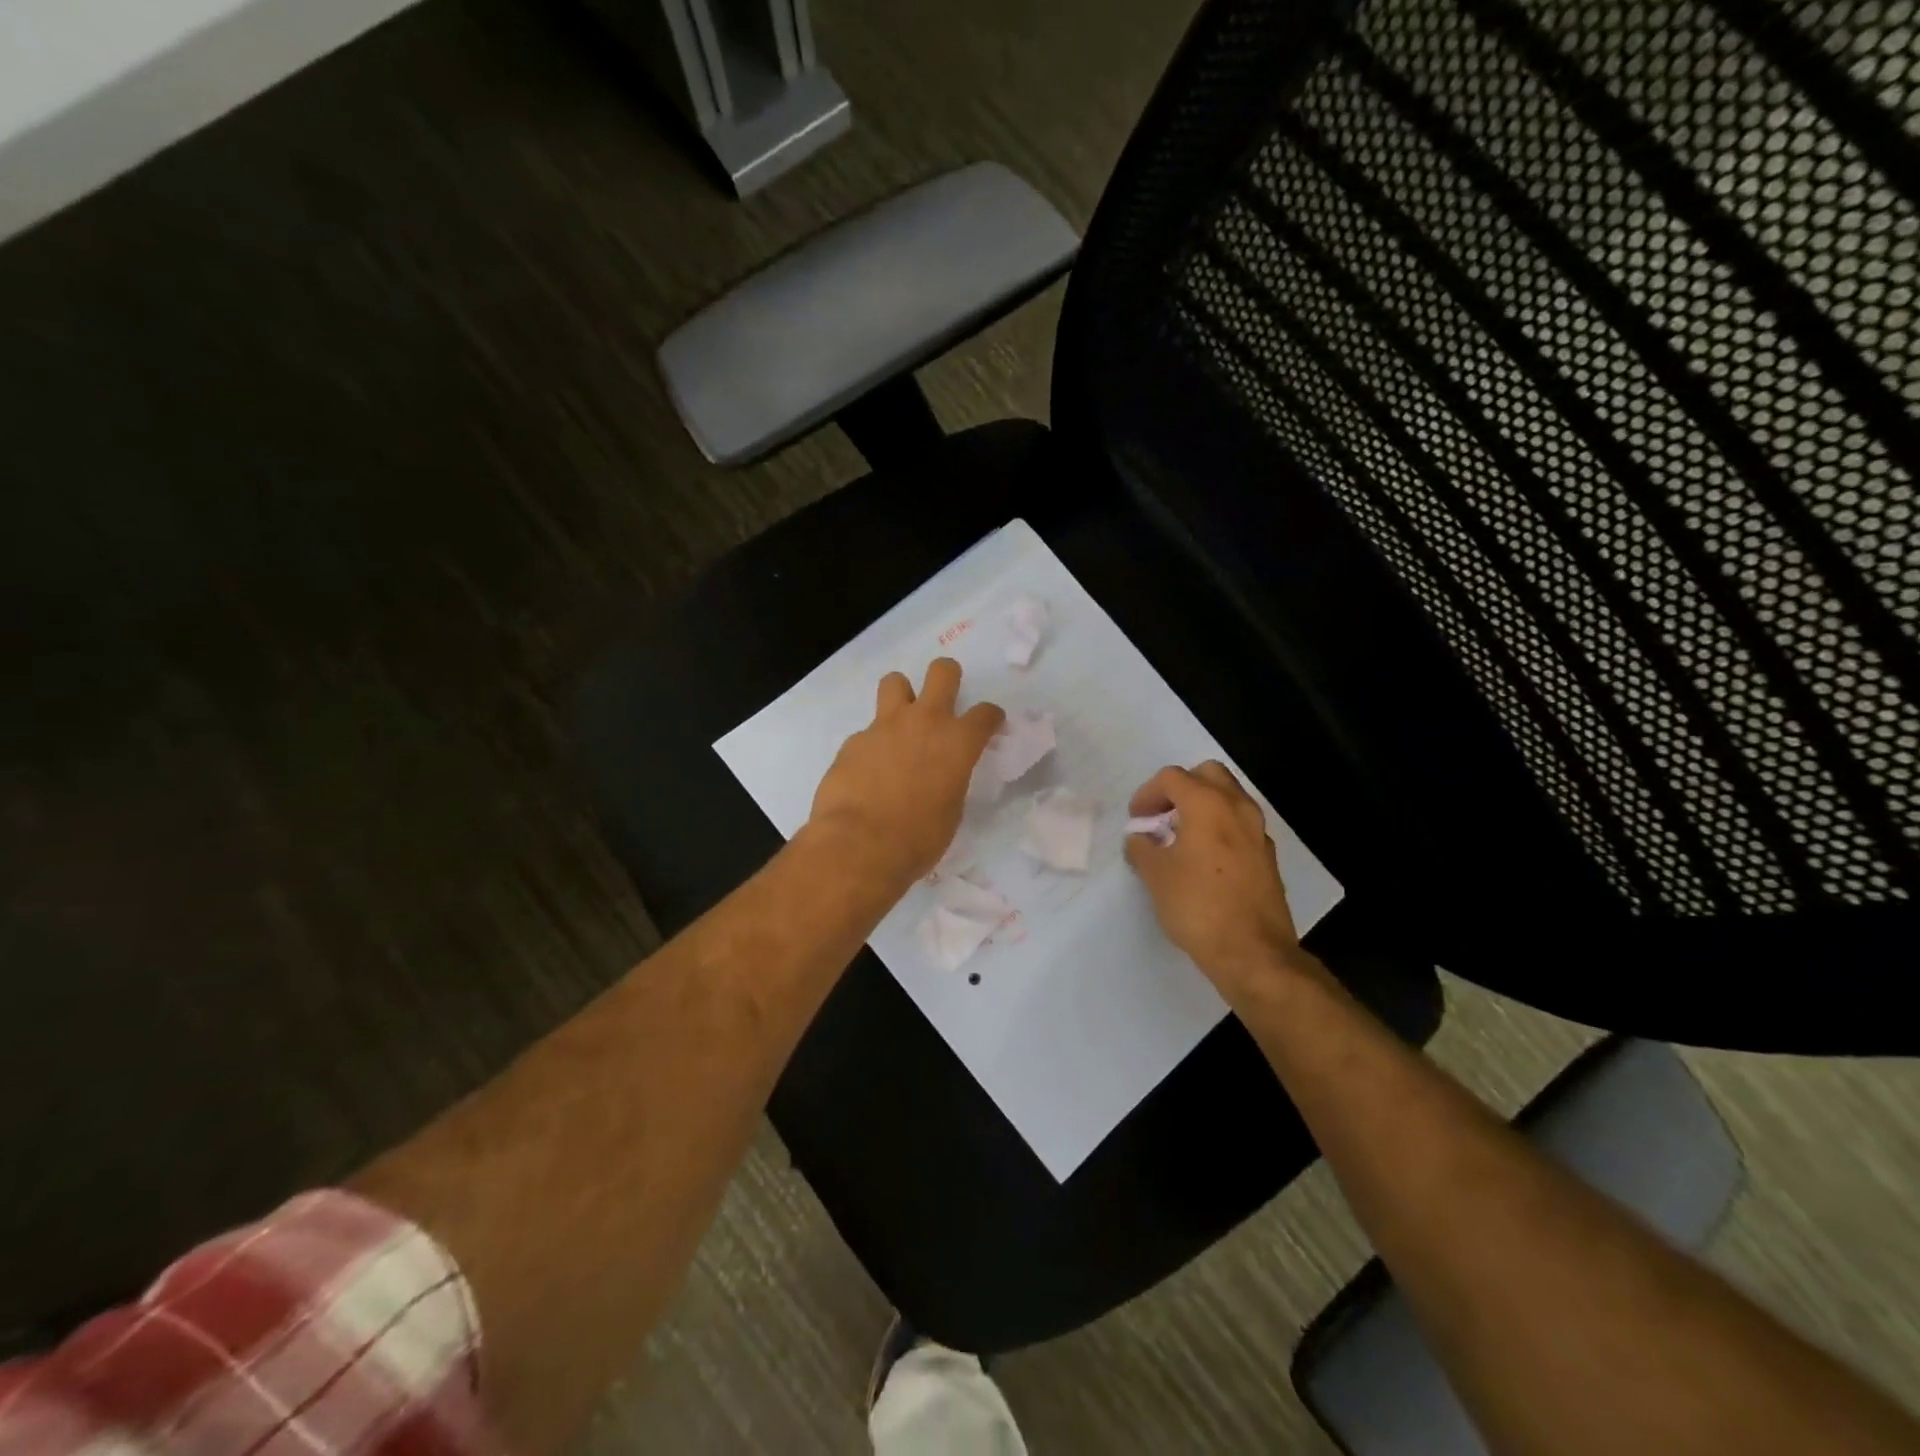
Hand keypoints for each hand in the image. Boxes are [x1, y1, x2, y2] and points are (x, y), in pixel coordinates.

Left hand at [806, 658, 1004, 890]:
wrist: (859, 844)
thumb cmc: (918, 838)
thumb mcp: (951, 812)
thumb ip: (950, 781)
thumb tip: (940, 777)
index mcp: (958, 742)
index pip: (985, 714)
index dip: (991, 718)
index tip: (989, 725)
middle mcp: (924, 722)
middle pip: (942, 672)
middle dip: (948, 677)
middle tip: (945, 695)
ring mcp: (885, 726)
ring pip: (895, 682)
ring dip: (902, 695)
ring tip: (900, 721)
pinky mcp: (854, 740)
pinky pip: (867, 731)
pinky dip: (872, 744)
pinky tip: (868, 771)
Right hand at [1124, 761, 1306, 998]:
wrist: (1253, 952)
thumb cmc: (1198, 906)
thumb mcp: (1156, 876)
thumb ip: (1141, 848)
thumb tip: (1139, 839)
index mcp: (1207, 804)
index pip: (1172, 778)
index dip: (1147, 793)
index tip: (1136, 819)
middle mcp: (1237, 808)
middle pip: (1207, 775)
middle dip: (1181, 788)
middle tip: (1161, 815)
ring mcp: (1258, 832)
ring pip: (1228, 798)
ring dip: (1202, 807)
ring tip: (1179, 837)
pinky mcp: (1267, 857)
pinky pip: (1239, 825)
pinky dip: (1219, 828)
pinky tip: (1203, 859)